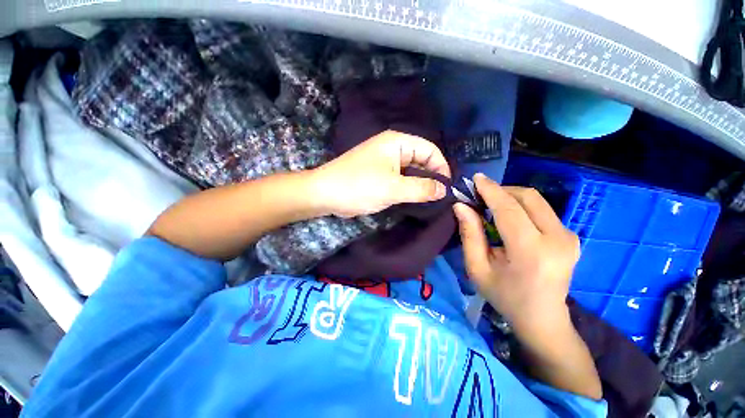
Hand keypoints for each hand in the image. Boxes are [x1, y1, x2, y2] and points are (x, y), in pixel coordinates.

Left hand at [311, 130, 450, 217]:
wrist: (325, 194)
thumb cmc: (359, 186)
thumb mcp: (393, 188)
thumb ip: (421, 188)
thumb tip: (444, 189)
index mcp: (397, 142)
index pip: (430, 150)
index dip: (441, 167)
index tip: (447, 188)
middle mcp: (392, 148)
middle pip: (421, 159)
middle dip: (431, 177)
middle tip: (439, 197)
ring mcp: (384, 161)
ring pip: (410, 170)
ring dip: (420, 184)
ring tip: (429, 200)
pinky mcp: (378, 174)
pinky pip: (400, 178)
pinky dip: (408, 187)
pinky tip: (413, 199)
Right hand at [453, 174, 579, 338]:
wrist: (543, 318)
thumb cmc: (504, 296)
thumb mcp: (477, 268)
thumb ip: (470, 234)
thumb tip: (461, 206)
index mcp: (532, 252)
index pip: (509, 209)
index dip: (490, 190)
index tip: (475, 178)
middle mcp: (558, 239)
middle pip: (528, 197)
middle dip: (501, 190)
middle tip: (480, 196)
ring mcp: (570, 237)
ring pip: (536, 201)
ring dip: (511, 198)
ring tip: (491, 207)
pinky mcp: (571, 236)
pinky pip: (542, 210)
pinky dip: (522, 206)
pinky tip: (509, 218)